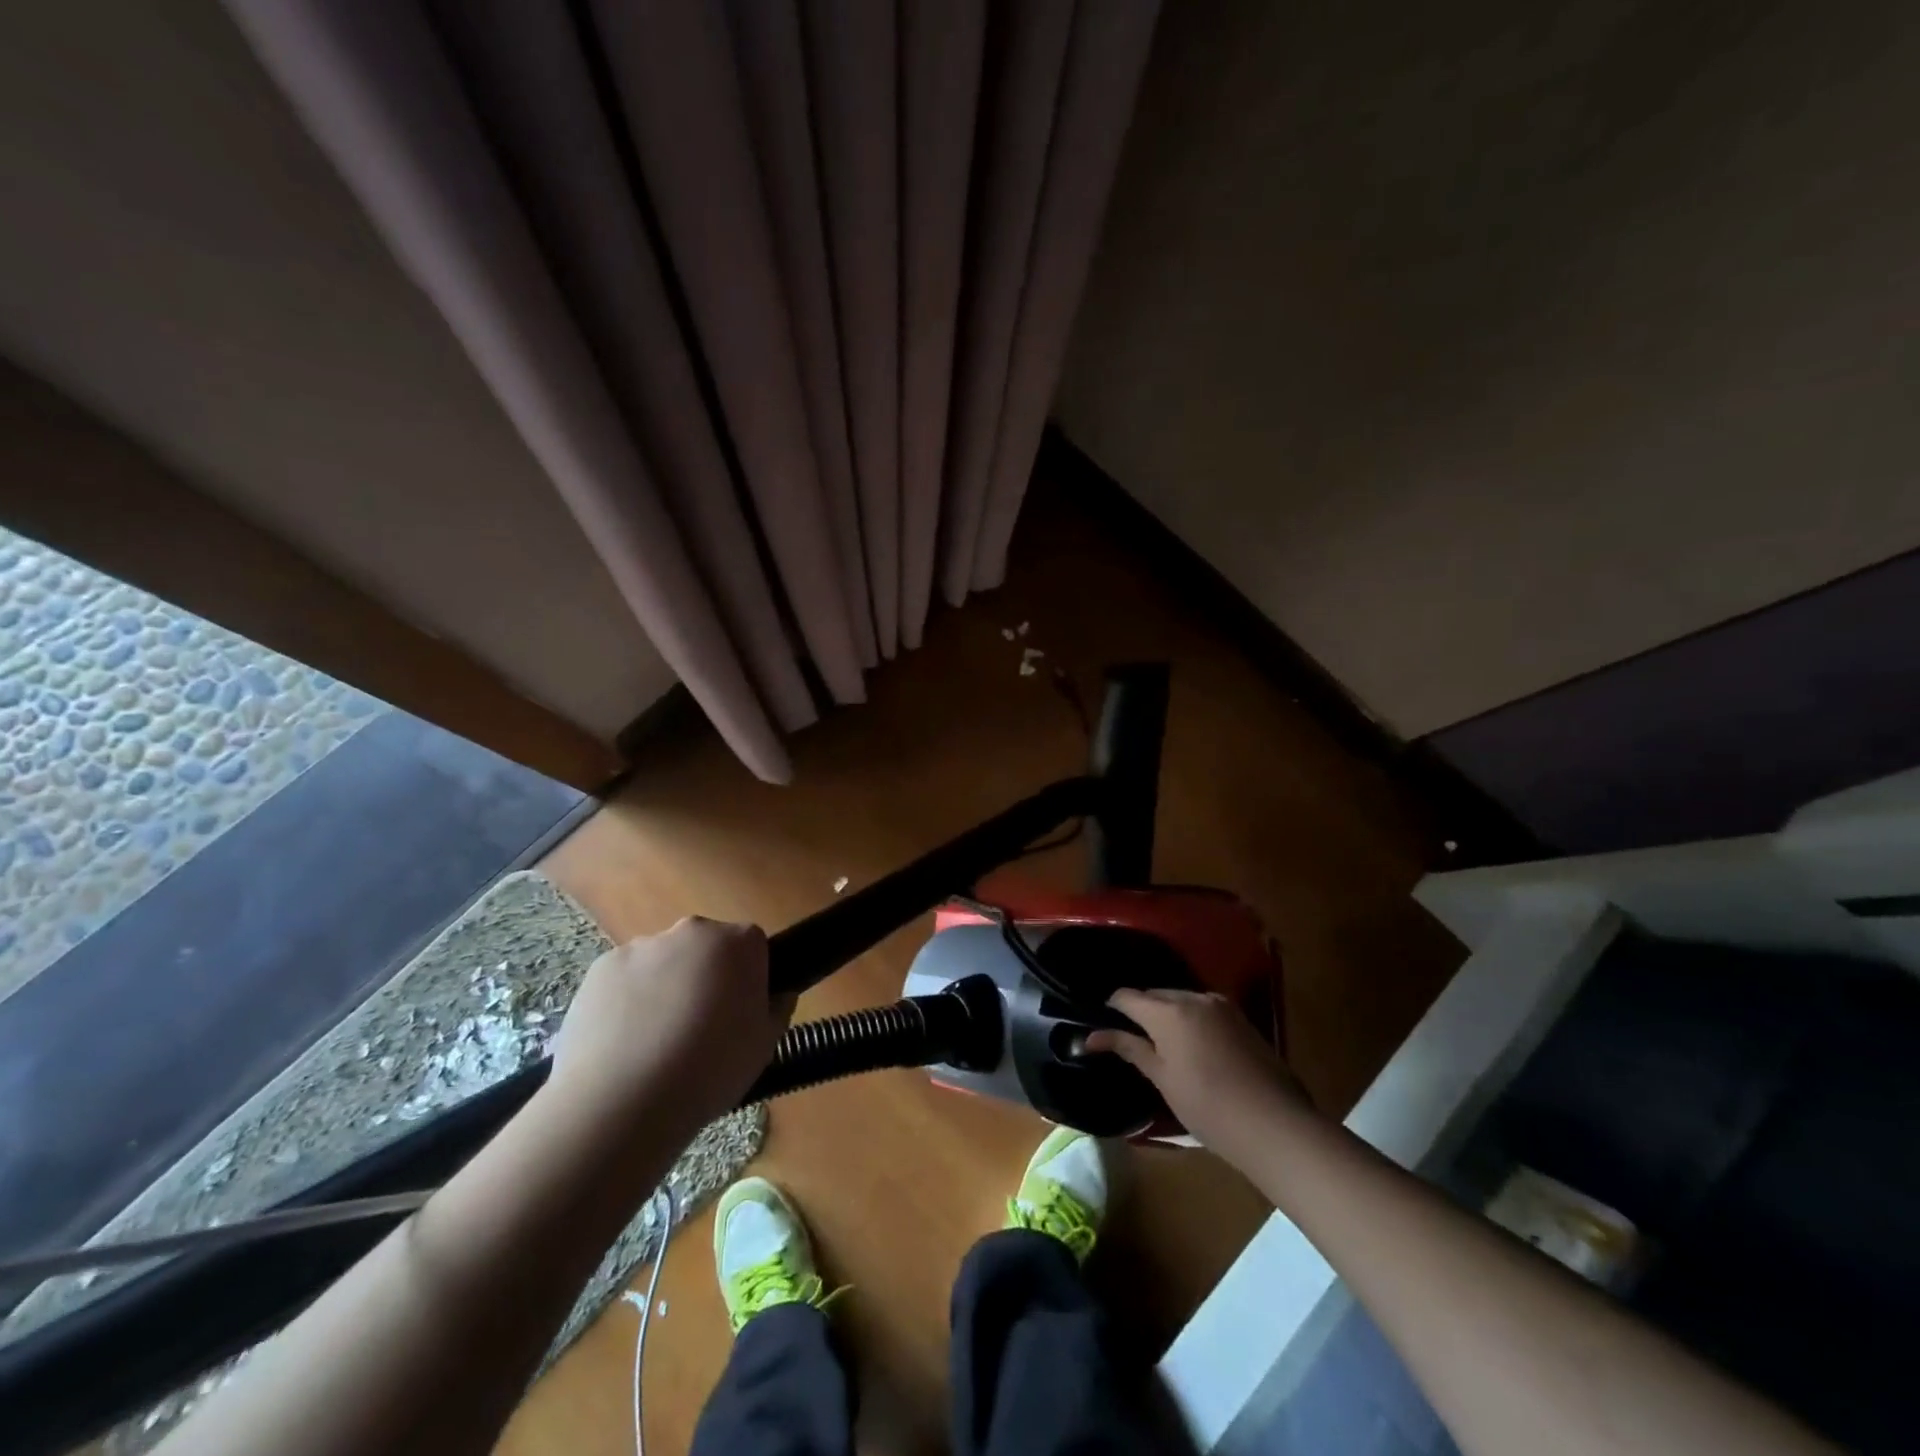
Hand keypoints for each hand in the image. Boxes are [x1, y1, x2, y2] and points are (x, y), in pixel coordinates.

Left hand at [550, 918, 791, 1136]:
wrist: (622, 1103)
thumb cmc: (710, 1071)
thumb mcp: (765, 1046)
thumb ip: (777, 1010)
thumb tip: (779, 994)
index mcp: (739, 943)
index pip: (753, 946)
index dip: (749, 978)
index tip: (741, 1012)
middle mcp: (692, 931)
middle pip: (707, 947)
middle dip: (706, 976)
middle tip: (701, 1027)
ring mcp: (642, 946)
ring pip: (664, 962)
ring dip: (666, 988)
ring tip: (656, 1044)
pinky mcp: (601, 968)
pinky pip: (625, 979)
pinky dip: (628, 1001)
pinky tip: (625, 1044)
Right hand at [1086, 988, 1314, 1163]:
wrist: (1275, 1125)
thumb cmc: (1208, 1106)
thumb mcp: (1162, 1079)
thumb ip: (1129, 1048)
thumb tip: (1091, 1037)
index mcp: (1168, 1011)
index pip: (1128, 996)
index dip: (1112, 1008)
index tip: (1103, 1025)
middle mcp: (1193, 997)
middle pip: (1155, 994)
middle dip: (1140, 1010)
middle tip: (1131, 1038)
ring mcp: (1221, 1005)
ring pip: (1181, 999)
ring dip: (1167, 1014)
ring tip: (1161, 1043)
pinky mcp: (1241, 1018)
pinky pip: (1203, 1008)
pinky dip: (1190, 1019)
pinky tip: (1192, 1046)